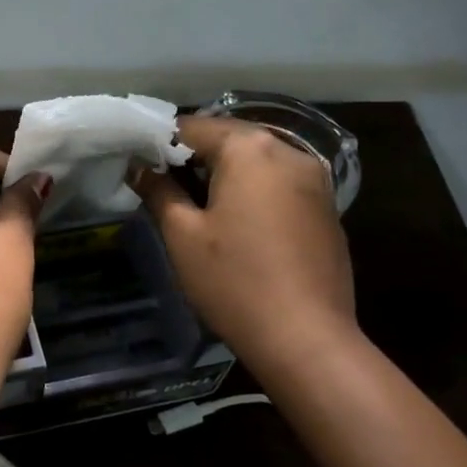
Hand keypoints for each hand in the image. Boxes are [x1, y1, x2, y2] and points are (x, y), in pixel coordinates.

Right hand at [131, 116, 356, 364]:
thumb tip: (138, 166)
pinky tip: (237, 226)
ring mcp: (315, 180)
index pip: (192, 127)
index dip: (159, 145)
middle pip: (228, 139)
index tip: (140, 170)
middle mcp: (289, 151)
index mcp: (250, 148)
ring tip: (197, 208)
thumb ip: (158, 190)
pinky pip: (279, 184)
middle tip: (163, 189)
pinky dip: (253, 191)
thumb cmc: (234, 281)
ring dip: (224, 174)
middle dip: (193, 158)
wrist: (307, 339)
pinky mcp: (327, 209)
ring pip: (256, 161)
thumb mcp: (182, 234)